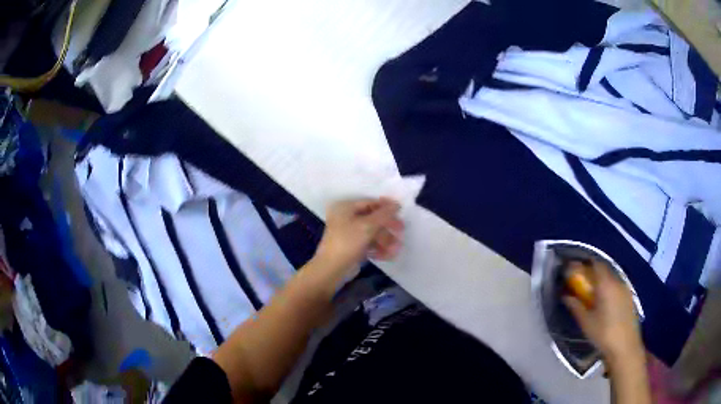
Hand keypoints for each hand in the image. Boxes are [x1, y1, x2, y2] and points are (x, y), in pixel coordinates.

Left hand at [313, 197, 403, 277]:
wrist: (331, 269)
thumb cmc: (348, 242)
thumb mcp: (367, 226)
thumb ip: (384, 214)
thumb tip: (396, 204)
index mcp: (345, 208)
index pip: (369, 202)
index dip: (386, 206)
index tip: (401, 211)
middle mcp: (346, 218)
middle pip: (372, 218)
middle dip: (387, 226)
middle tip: (401, 230)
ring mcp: (348, 233)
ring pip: (372, 233)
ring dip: (385, 240)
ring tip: (396, 249)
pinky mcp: (352, 247)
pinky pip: (368, 244)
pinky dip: (378, 248)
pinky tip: (387, 255)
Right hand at [563, 261, 643, 363]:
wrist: (624, 346)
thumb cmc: (603, 333)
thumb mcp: (586, 322)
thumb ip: (576, 306)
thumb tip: (565, 296)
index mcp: (606, 285)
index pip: (596, 264)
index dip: (586, 263)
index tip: (576, 268)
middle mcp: (617, 282)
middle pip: (604, 270)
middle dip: (593, 272)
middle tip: (582, 282)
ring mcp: (625, 289)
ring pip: (611, 278)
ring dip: (601, 281)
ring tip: (593, 293)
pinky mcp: (629, 297)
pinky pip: (617, 286)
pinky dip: (609, 288)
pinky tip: (605, 301)